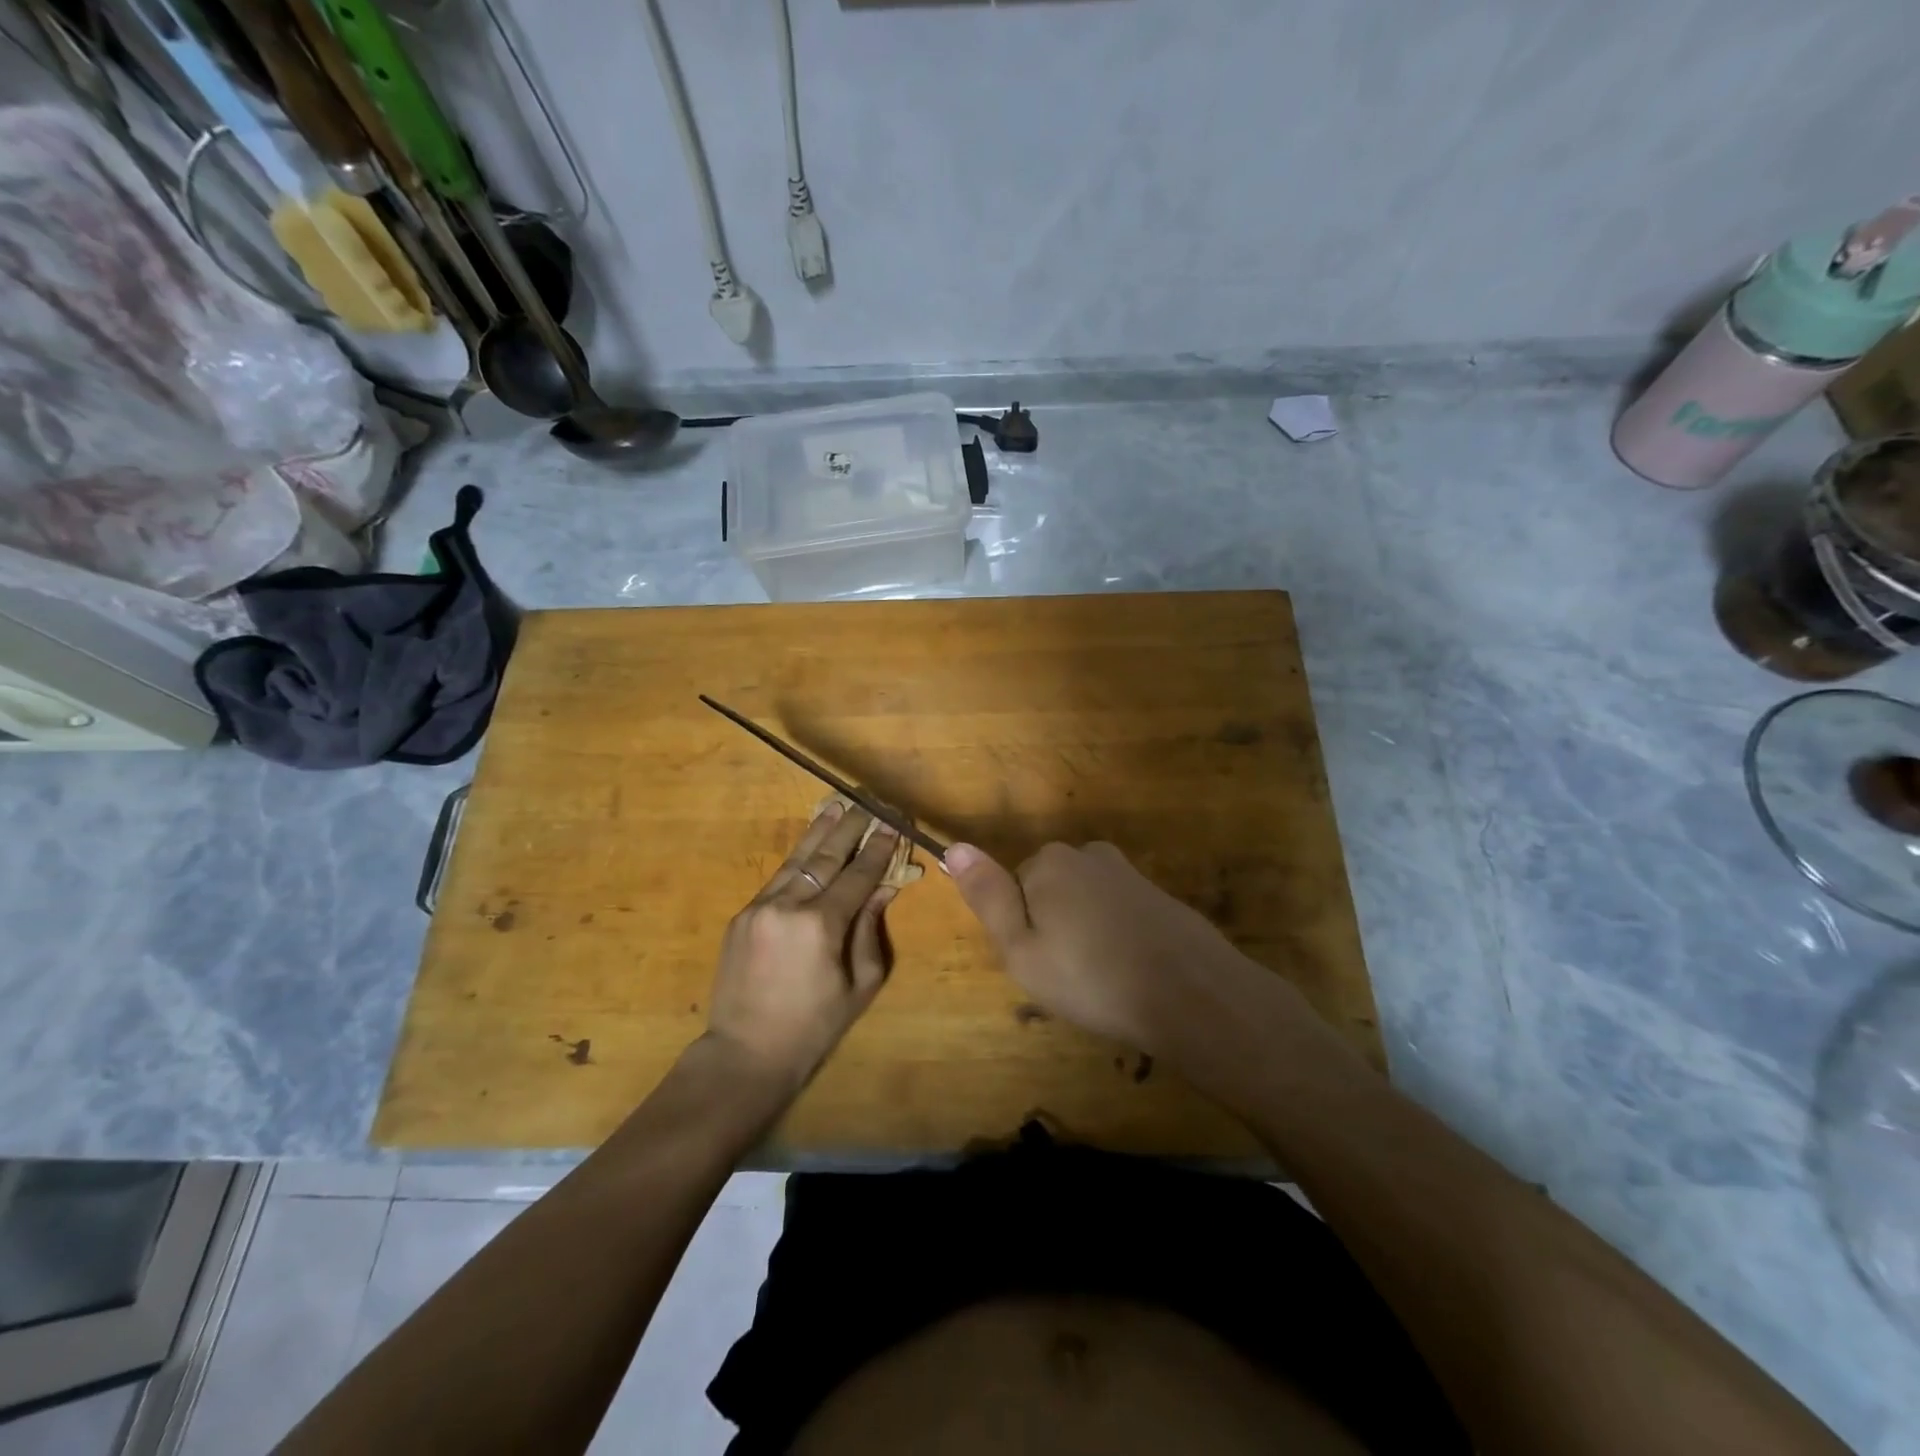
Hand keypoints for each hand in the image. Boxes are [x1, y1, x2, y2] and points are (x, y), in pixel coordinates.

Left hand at [702, 802, 901, 1090]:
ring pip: (797, 859)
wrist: (745, 1054)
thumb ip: (870, 930)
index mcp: (821, 925)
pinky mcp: (742, 915)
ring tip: (837, 805)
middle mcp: (788, 905)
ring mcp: (759, 907)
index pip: (858, 874)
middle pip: (826, 856)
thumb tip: (882, 888)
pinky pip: (778, 879)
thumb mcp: (859, 985)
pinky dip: (798, 858)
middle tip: (868, 802)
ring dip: (819, 831)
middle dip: (850, 826)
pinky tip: (809, 845)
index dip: (878, 848)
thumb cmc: (814, 1026)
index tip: (893, 823)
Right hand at [946, 840, 1298, 1062]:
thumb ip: (987, 895)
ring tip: (1101, 980)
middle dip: (1053, 928)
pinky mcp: (1157, 894)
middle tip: (1069, 977)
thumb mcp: (1021, 948)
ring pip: (1084, 903)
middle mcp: (1087, 854)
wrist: (1192, 994)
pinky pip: (1117, 913)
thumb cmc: (1092, 977)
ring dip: (1085, 934)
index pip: (1014, 891)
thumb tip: (954, 846)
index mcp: (1049, 862)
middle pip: (1050, 891)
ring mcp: (1127, 872)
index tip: (1043, 965)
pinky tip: (1130, 971)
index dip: (1023, 932)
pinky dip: (1116, 937)